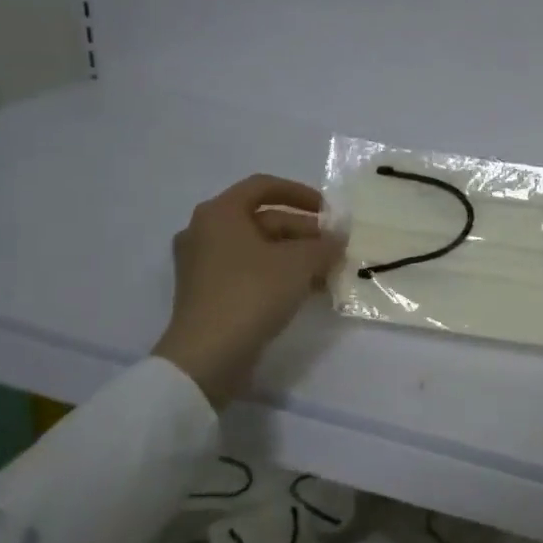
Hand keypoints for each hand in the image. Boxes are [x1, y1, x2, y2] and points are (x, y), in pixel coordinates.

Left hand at [151, 175, 345, 406]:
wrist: (207, 356)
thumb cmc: (252, 293)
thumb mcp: (299, 263)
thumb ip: (324, 244)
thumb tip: (339, 238)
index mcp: (219, 213)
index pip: (264, 186)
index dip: (301, 194)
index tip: (328, 211)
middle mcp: (205, 232)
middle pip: (263, 219)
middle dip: (304, 231)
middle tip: (334, 247)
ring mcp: (203, 264)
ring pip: (258, 247)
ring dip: (295, 255)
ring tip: (327, 271)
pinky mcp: (208, 293)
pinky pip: (249, 271)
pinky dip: (278, 273)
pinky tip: (307, 290)